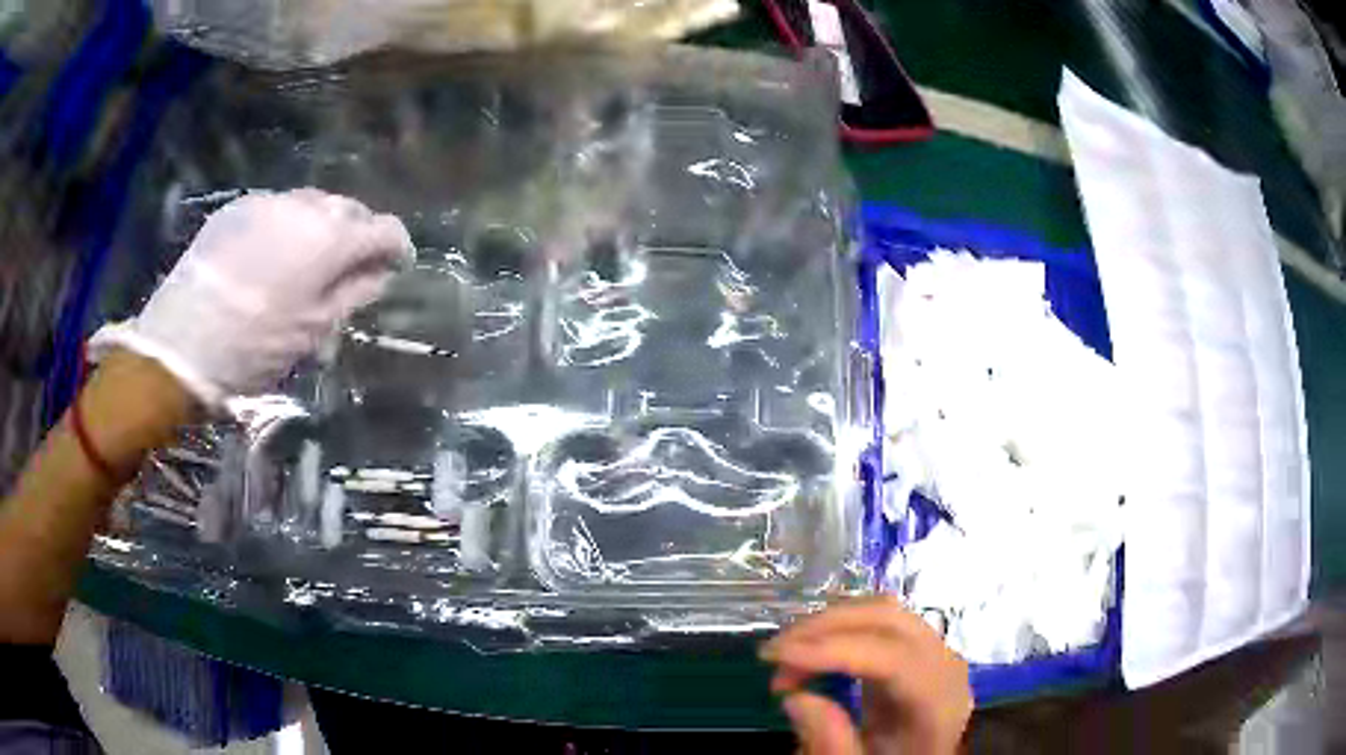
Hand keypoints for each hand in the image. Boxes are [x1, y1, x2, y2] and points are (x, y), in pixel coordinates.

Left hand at [91, 189, 412, 406]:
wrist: (180, 344)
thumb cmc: (254, 347)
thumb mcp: (313, 332)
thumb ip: (355, 294)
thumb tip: (381, 273)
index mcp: (331, 239)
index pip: (384, 229)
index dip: (396, 248)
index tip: (394, 267)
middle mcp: (305, 207)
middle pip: (349, 209)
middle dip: (357, 235)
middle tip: (349, 267)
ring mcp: (269, 202)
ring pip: (312, 204)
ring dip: (321, 227)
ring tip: (307, 260)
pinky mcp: (238, 207)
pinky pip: (277, 208)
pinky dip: (286, 226)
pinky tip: (271, 256)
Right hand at [761, 597, 972, 754]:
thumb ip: (831, 744)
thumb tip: (797, 699)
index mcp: (939, 702)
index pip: (894, 659)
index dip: (834, 652)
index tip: (775, 658)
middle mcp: (944, 665)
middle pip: (890, 620)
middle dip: (825, 627)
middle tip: (773, 655)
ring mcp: (933, 652)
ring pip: (884, 612)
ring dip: (828, 626)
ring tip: (786, 659)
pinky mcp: (914, 651)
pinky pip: (879, 624)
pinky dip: (840, 631)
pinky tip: (812, 656)